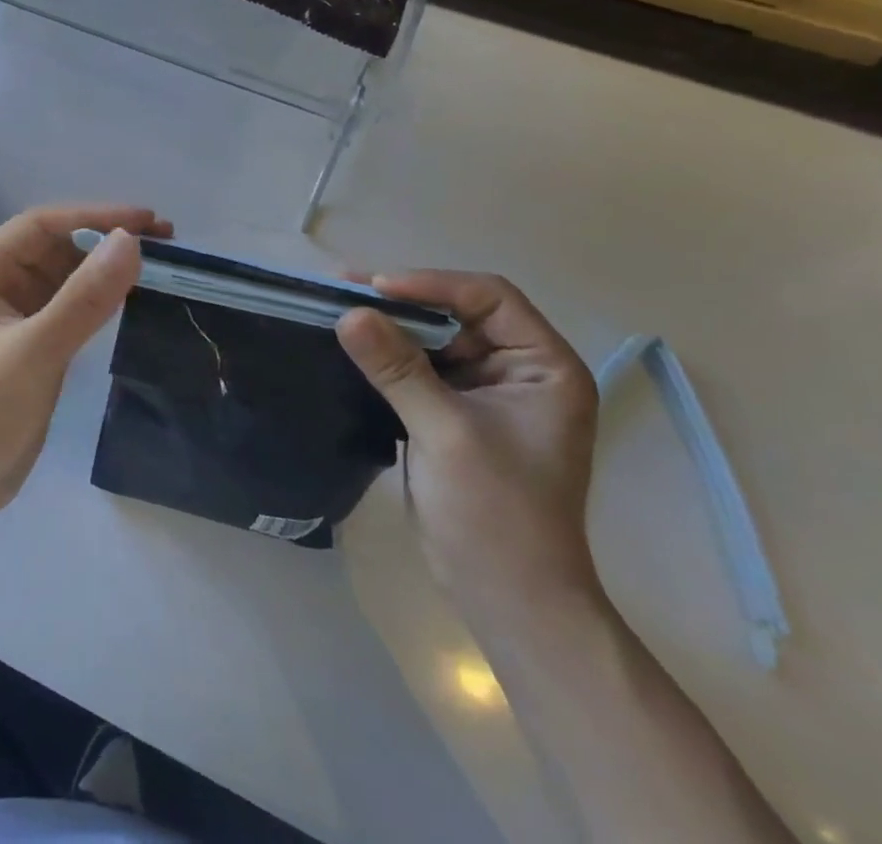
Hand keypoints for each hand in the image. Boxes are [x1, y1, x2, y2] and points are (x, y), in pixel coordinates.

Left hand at [0, 204, 171, 531]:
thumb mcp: (34, 351)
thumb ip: (84, 298)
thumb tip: (131, 241)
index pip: (44, 224)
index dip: (97, 217)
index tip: (149, 221)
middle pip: (57, 246)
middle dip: (106, 241)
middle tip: (166, 244)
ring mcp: (11, 314)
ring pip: (65, 277)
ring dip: (105, 270)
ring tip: (157, 268)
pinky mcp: (28, 344)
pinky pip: (68, 308)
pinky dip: (97, 301)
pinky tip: (130, 301)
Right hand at [336, 272, 601, 626]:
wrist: (507, 598)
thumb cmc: (495, 513)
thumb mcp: (445, 432)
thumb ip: (398, 368)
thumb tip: (349, 314)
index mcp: (544, 367)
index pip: (489, 298)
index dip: (432, 284)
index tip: (375, 288)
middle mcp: (520, 370)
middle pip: (458, 313)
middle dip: (402, 301)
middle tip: (342, 288)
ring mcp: (488, 393)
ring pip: (434, 339)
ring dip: (389, 326)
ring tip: (337, 308)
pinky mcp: (456, 413)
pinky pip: (420, 368)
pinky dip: (387, 355)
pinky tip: (351, 346)